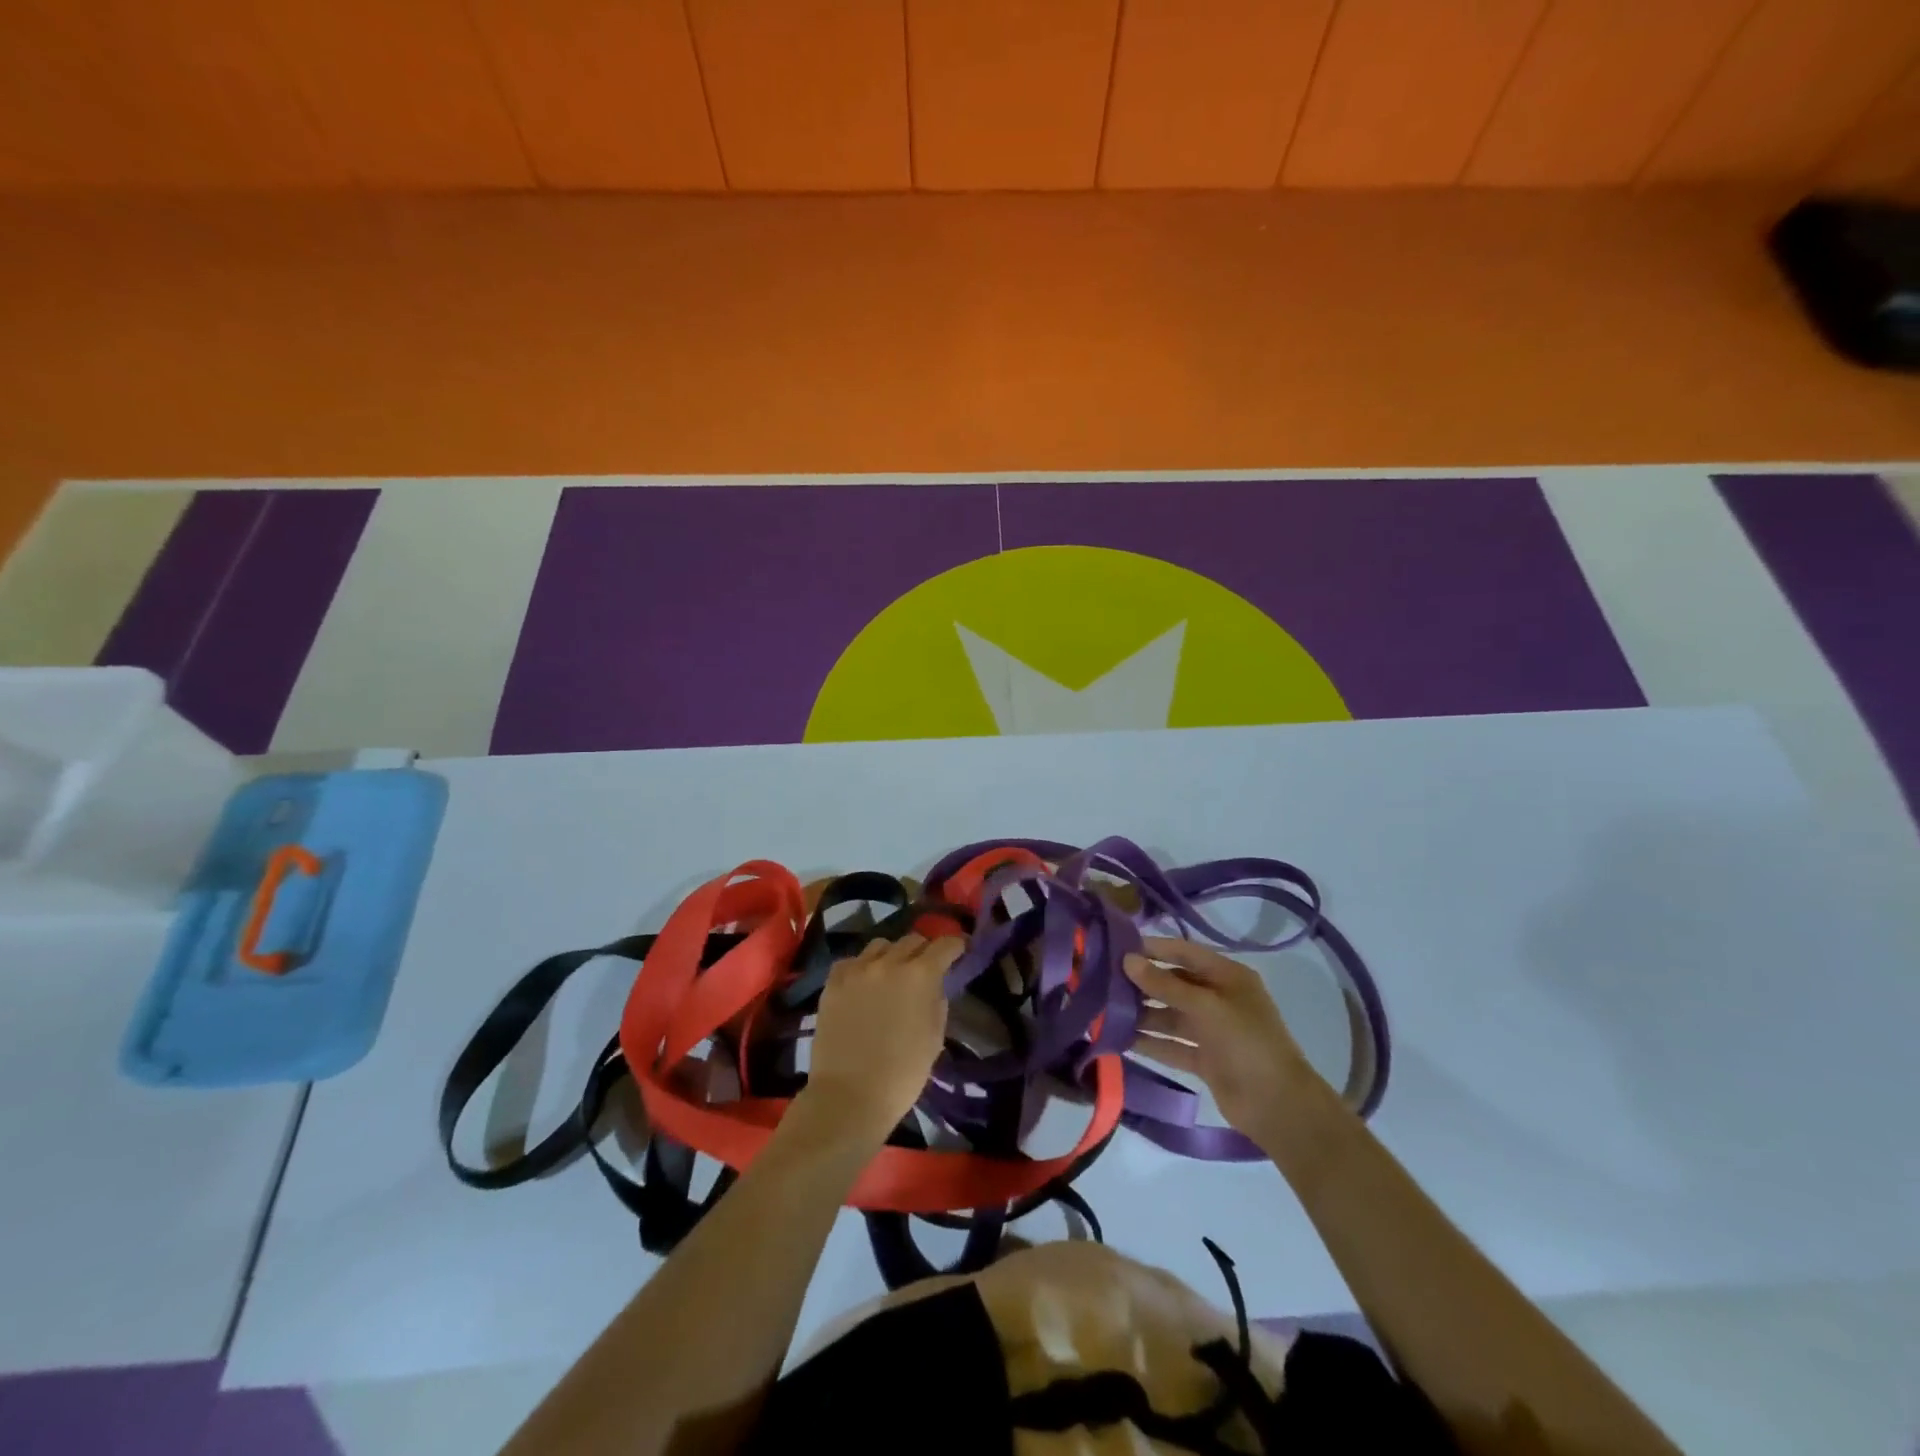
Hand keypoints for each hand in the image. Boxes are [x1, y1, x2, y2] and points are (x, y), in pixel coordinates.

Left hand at [801, 934, 960, 1141]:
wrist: (849, 1096)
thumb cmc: (902, 1074)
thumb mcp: (934, 1037)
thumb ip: (937, 1000)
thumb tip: (933, 984)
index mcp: (920, 975)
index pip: (944, 945)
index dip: (955, 945)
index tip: (959, 949)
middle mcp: (889, 962)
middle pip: (912, 940)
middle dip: (923, 950)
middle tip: (925, 967)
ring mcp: (858, 969)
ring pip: (880, 945)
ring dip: (892, 955)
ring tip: (891, 973)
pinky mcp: (833, 982)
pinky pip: (852, 961)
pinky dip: (862, 966)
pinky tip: (863, 983)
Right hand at [1125, 937, 1320, 1148]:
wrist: (1278, 1106)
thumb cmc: (1247, 1043)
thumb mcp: (1206, 1007)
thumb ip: (1166, 985)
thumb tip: (1127, 960)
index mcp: (1228, 977)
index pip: (1184, 952)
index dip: (1154, 948)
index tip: (1118, 948)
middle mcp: (1219, 998)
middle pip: (1174, 984)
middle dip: (1143, 983)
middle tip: (1104, 981)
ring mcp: (1211, 1030)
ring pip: (1170, 1015)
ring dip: (1142, 1014)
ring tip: (1106, 1011)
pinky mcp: (1204, 1059)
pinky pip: (1171, 1044)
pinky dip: (1150, 1042)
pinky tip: (1120, 1039)